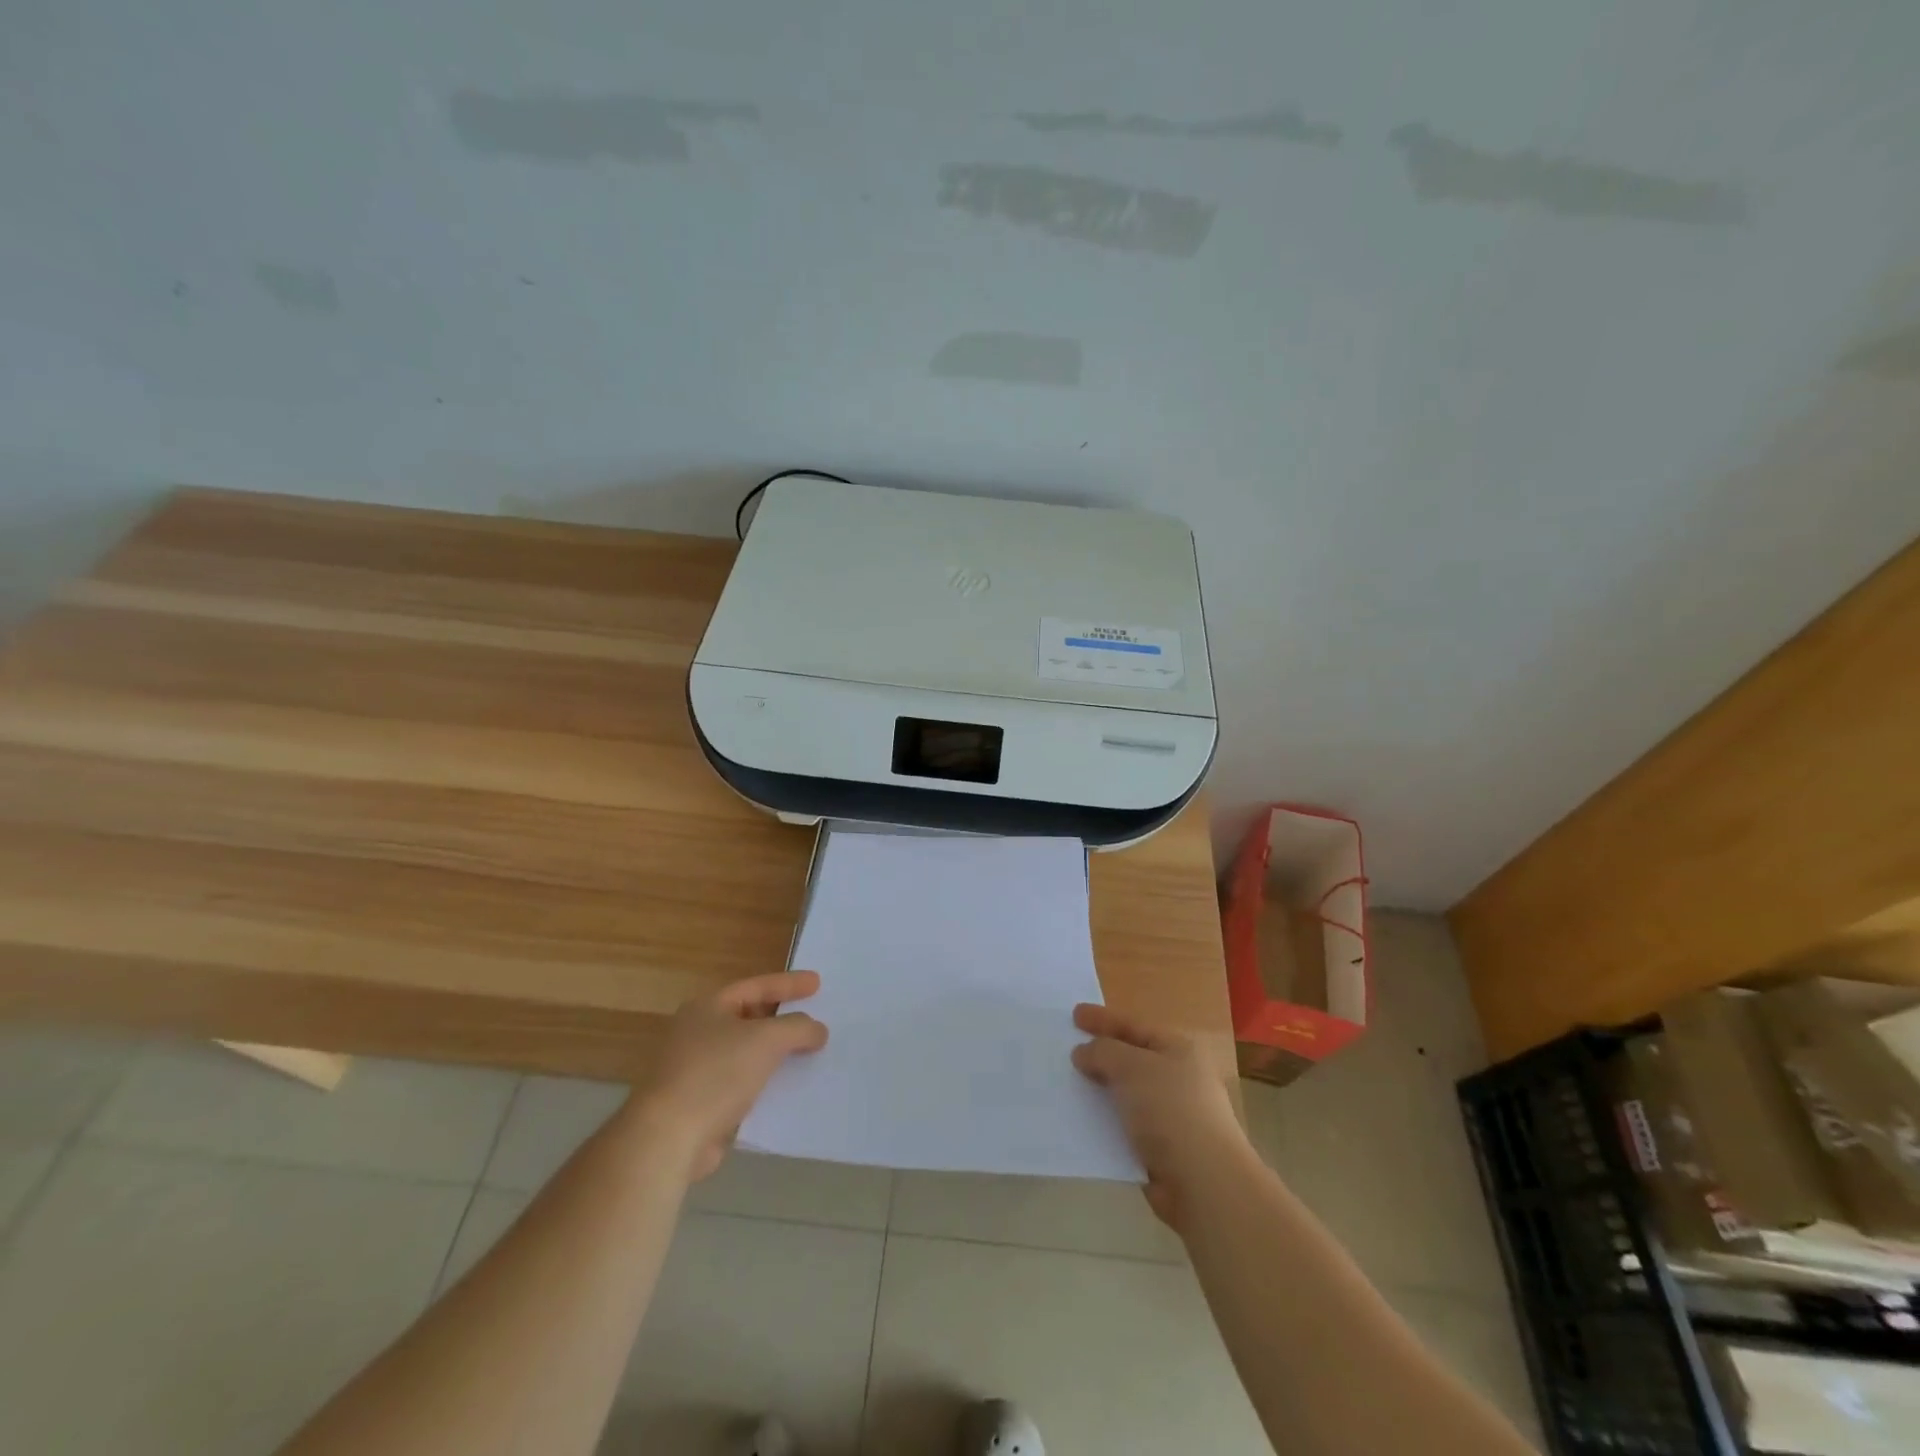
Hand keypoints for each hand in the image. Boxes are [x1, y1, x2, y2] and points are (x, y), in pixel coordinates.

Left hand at [635, 971, 828, 1180]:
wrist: (668, 1138)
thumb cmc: (716, 1074)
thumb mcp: (767, 1040)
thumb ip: (798, 1028)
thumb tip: (817, 1030)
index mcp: (708, 1007)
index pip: (756, 986)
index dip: (789, 984)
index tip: (818, 983)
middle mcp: (698, 1032)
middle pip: (750, 1017)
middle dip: (783, 1018)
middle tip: (814, 1016)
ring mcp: (696, 1069)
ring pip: (746, 1052)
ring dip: (776, 1053)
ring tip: (808, 1053)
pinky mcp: (700, 1104)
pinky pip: (742, 1083)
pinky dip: (765, 1082)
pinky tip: (788, 1089)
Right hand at [1072, 1003, 1248, 1230]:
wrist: (1203, 1182)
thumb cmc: (1170, 1110)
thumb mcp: (1132, 1067)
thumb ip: (1103, 1052)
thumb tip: (1084, 1053)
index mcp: (1178, 1049)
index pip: (1134, 1026)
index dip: (1103, 1019)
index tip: (1074, 1014)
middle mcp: (1178, 1077)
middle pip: (1130, 1058)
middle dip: (1099, 1054)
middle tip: (1066, 1048)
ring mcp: (1171, 1114)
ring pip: (1125, 1093)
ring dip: (1098, 1089)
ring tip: (1066, 1083)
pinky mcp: (1161, 1148)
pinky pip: (1124, 1124)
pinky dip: (1104, 1120)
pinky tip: (1080, 1119)